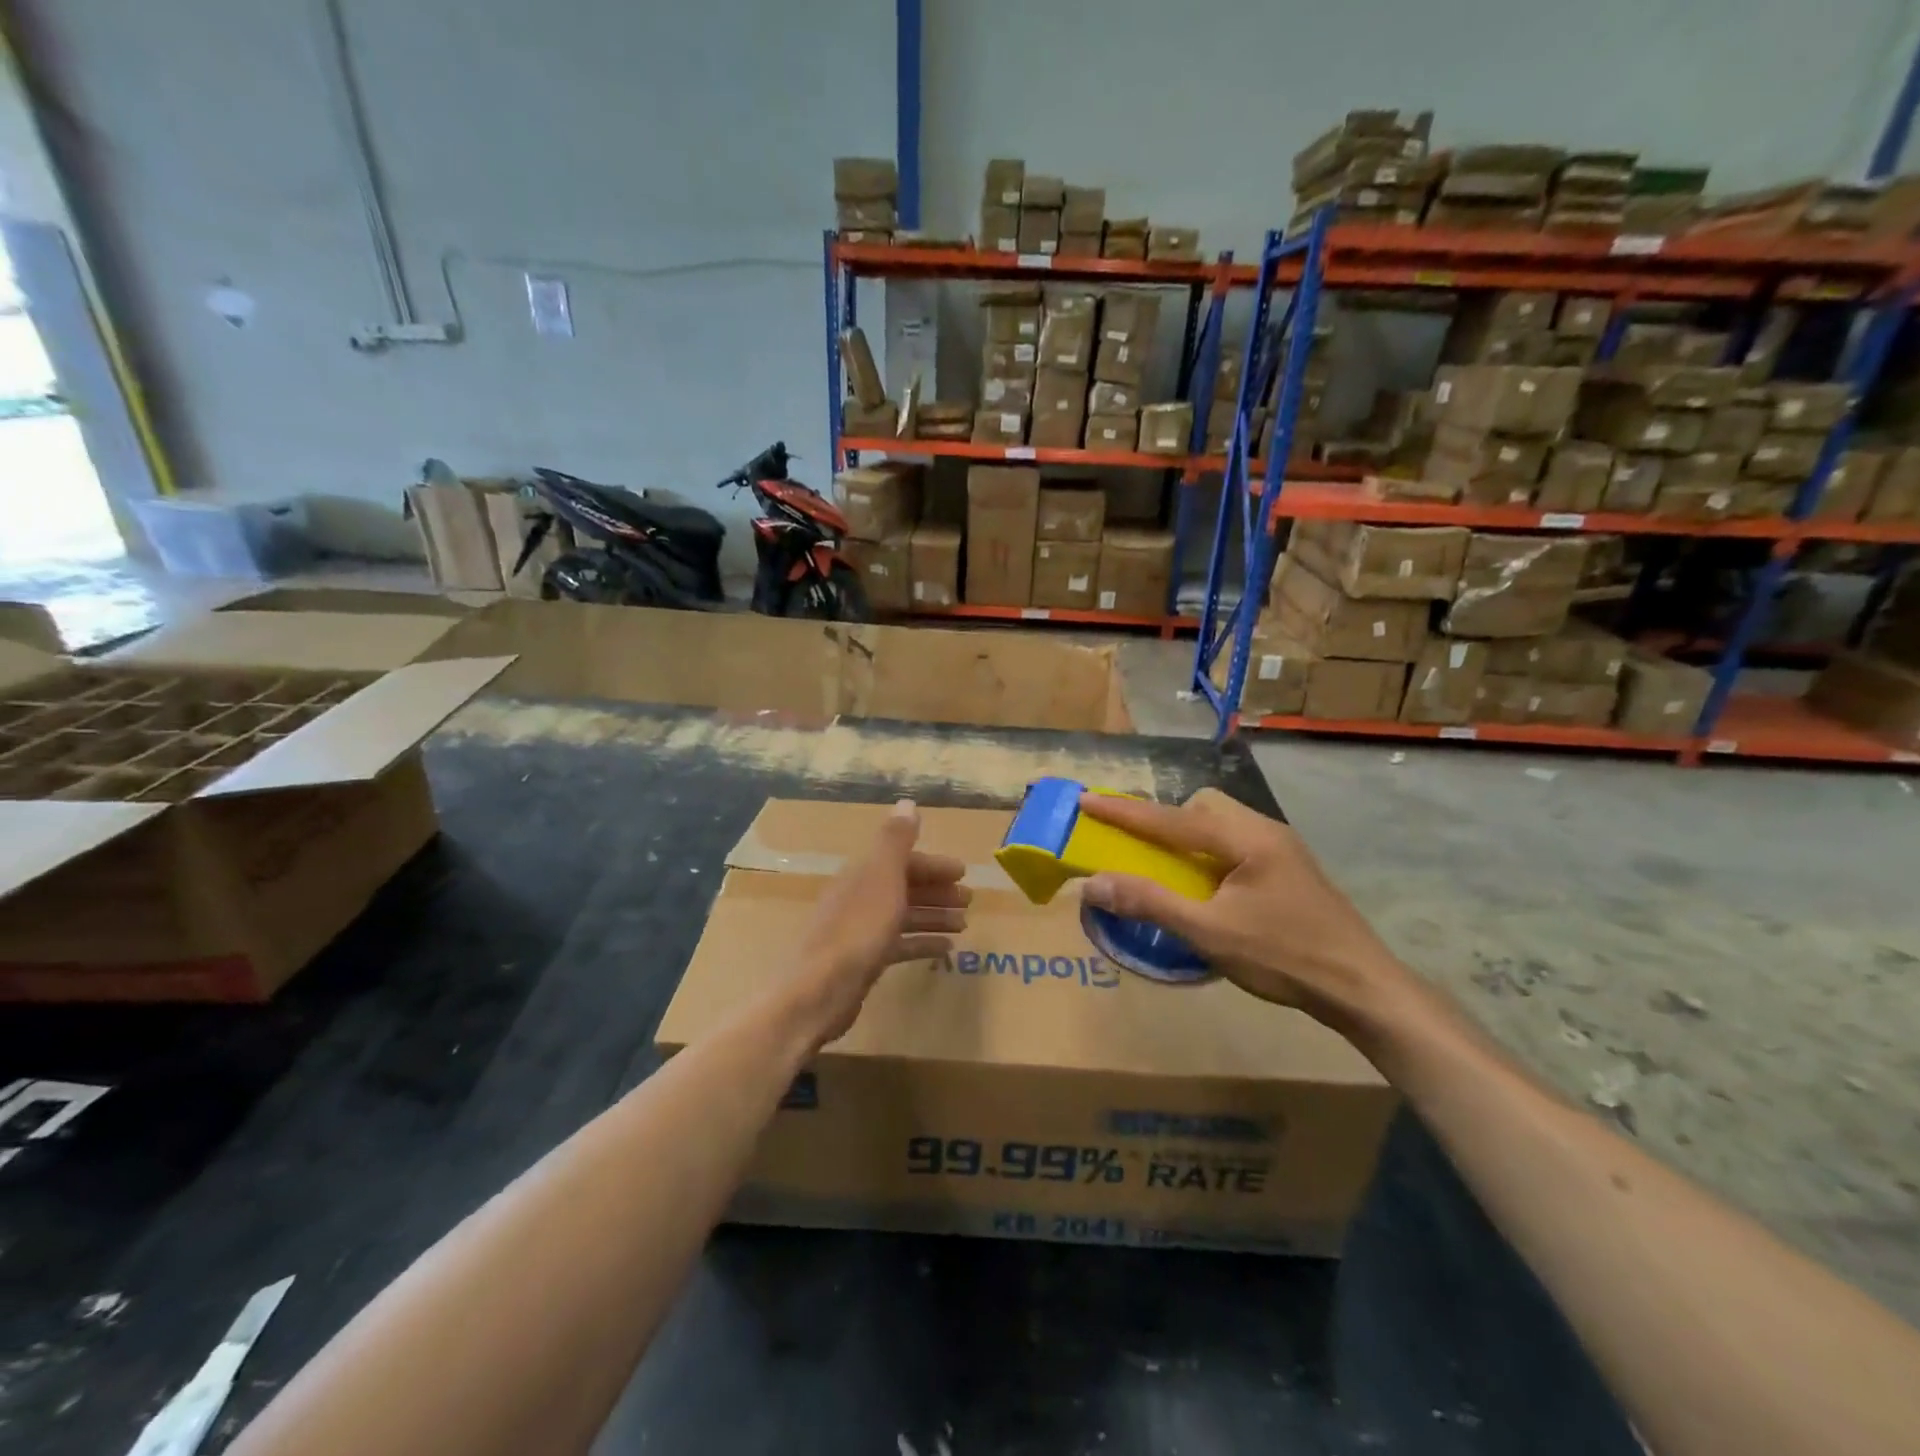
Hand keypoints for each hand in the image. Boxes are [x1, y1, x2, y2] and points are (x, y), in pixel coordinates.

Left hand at [788, 800, 968, 1045]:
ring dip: (934, 916)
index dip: (933, 864)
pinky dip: (922, 943)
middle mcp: (860, 897)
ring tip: (964, 924)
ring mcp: (860, 931)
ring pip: (904, 916)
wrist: (819, 991)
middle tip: (969, 900)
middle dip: (937, 890)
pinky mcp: (864, 961)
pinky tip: (946, 950)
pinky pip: (899, 945)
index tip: (963, 873)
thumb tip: (907, 802)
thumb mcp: (882, 877)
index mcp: (863, 874)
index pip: (902, 860)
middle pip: (904, 887)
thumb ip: (896, 840)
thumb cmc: (857, 929)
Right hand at [1077, 789, 1410, 1030]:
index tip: (1085, 798)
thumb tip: (1094, 882)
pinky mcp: (1290, 869)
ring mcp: (1282, 849)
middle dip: (1164, 819)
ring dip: (1188, 837)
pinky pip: (1236, 843)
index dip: (1124, 811)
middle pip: (1202, 807)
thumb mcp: (1209, 933)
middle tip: (1139, 847)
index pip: (1171, 818)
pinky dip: (1208, 853)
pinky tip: (1208, 887)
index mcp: (1245, 838)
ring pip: (1221, 824)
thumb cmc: (1284, 957)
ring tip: (1170, 868)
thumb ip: (1150, 903)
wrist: (1363, 988)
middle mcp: (1264, 830)